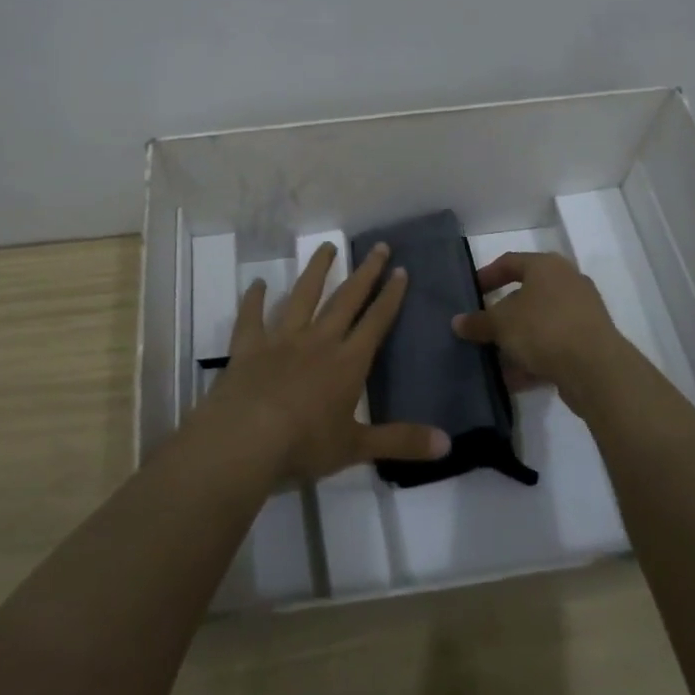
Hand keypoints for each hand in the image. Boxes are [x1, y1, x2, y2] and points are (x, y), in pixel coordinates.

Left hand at [205, 242, 449, 482]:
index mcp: (347, 363)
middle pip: (345, 299)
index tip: (400, 270)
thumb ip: (401, 441)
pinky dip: (253, 299)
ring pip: (302, 296)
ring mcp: (281, 339)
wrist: (246, 439)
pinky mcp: (249, 346)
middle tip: (378, 246)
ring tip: (326, 247)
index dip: (390, 296)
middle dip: (365, 273)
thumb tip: (448, 444)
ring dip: (316, 270)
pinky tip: (257, 283)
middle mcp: (318, 341)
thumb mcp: (356, 447)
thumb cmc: (305, 444)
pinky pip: (251, 317)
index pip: (375, 322)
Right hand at [451, 252, 637, 411]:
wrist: (596, 369)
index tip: (471, 293)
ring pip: (540, 323)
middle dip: (502, 314)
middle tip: (482, 328)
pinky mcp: (590, 342)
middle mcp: (568, 282)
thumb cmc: (544, 329)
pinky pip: (554, 345)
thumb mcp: (501, 324)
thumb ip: (478, 322)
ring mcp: (582, 312)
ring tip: (494, 358)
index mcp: (546, 266)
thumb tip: (457, 322)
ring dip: (517, 340)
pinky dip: (534, 358)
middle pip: (527, 294)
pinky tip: (514, 378)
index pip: (510, 262)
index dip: (487, 276)